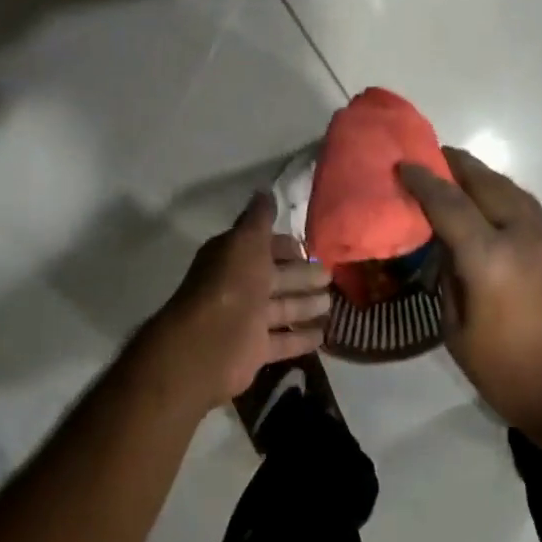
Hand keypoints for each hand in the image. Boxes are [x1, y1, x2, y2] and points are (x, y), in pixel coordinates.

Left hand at [137, 192, 331, 411]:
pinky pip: (283, 341)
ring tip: (333, 303)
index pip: (264, 247)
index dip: (287, 247)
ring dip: (306, 305)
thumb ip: (259, 219)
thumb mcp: (246, 242)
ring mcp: (246, 320)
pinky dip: (301, 337)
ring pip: (282, 309)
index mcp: (234, 258)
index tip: (312, 248)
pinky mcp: (254, 350)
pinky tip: (324, 334)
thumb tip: (264, 190)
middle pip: (277, 278)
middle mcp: (239, 287)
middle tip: (331, 275)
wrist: (208, 344)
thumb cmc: (231, 285)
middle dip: (303, 276)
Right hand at [399, 149, 541, 439]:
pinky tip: (495, 209)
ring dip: (486, 178)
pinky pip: (530, 212)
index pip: (450, 204)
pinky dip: (506, 199)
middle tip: (435, 154)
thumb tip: (447, 251)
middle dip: (459, 165)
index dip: (424, 181)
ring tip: (463, 174)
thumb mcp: (459, 334)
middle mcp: (523, 238)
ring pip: (515, 192)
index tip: (404, 165)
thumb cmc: (511, 374)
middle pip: (488, 184)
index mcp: (490, 259)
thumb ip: (449, 282)